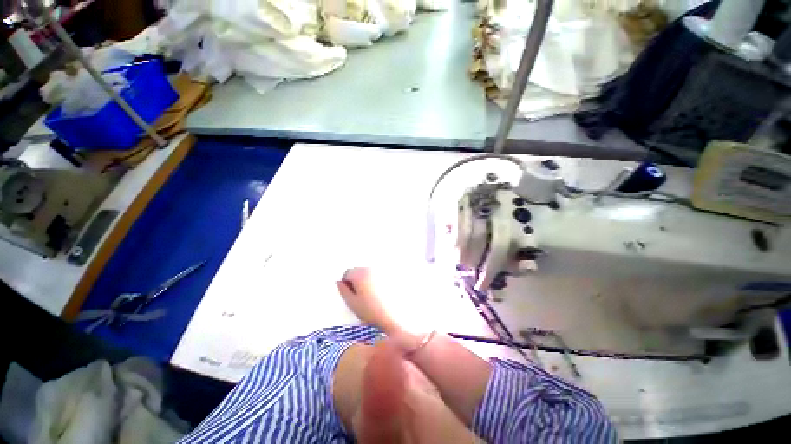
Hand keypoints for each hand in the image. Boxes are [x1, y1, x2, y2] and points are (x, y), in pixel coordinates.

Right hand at [336, 268, 399, 333]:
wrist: (394, 316)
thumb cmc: (370, 310)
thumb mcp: (352, 303)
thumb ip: (343, 290)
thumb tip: (339, 282)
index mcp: (360, 273)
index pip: (348, 273)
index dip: (347, 284)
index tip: (351, 296)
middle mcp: (372, 268)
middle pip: (359, 271)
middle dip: (357, 281)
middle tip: (361, 297)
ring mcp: (383, 270)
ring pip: (370, 273)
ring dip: (368, 281)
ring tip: (372, 296)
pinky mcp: (391, 275)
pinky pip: (380, 276)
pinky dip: (378, 282)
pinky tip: (381, 294)